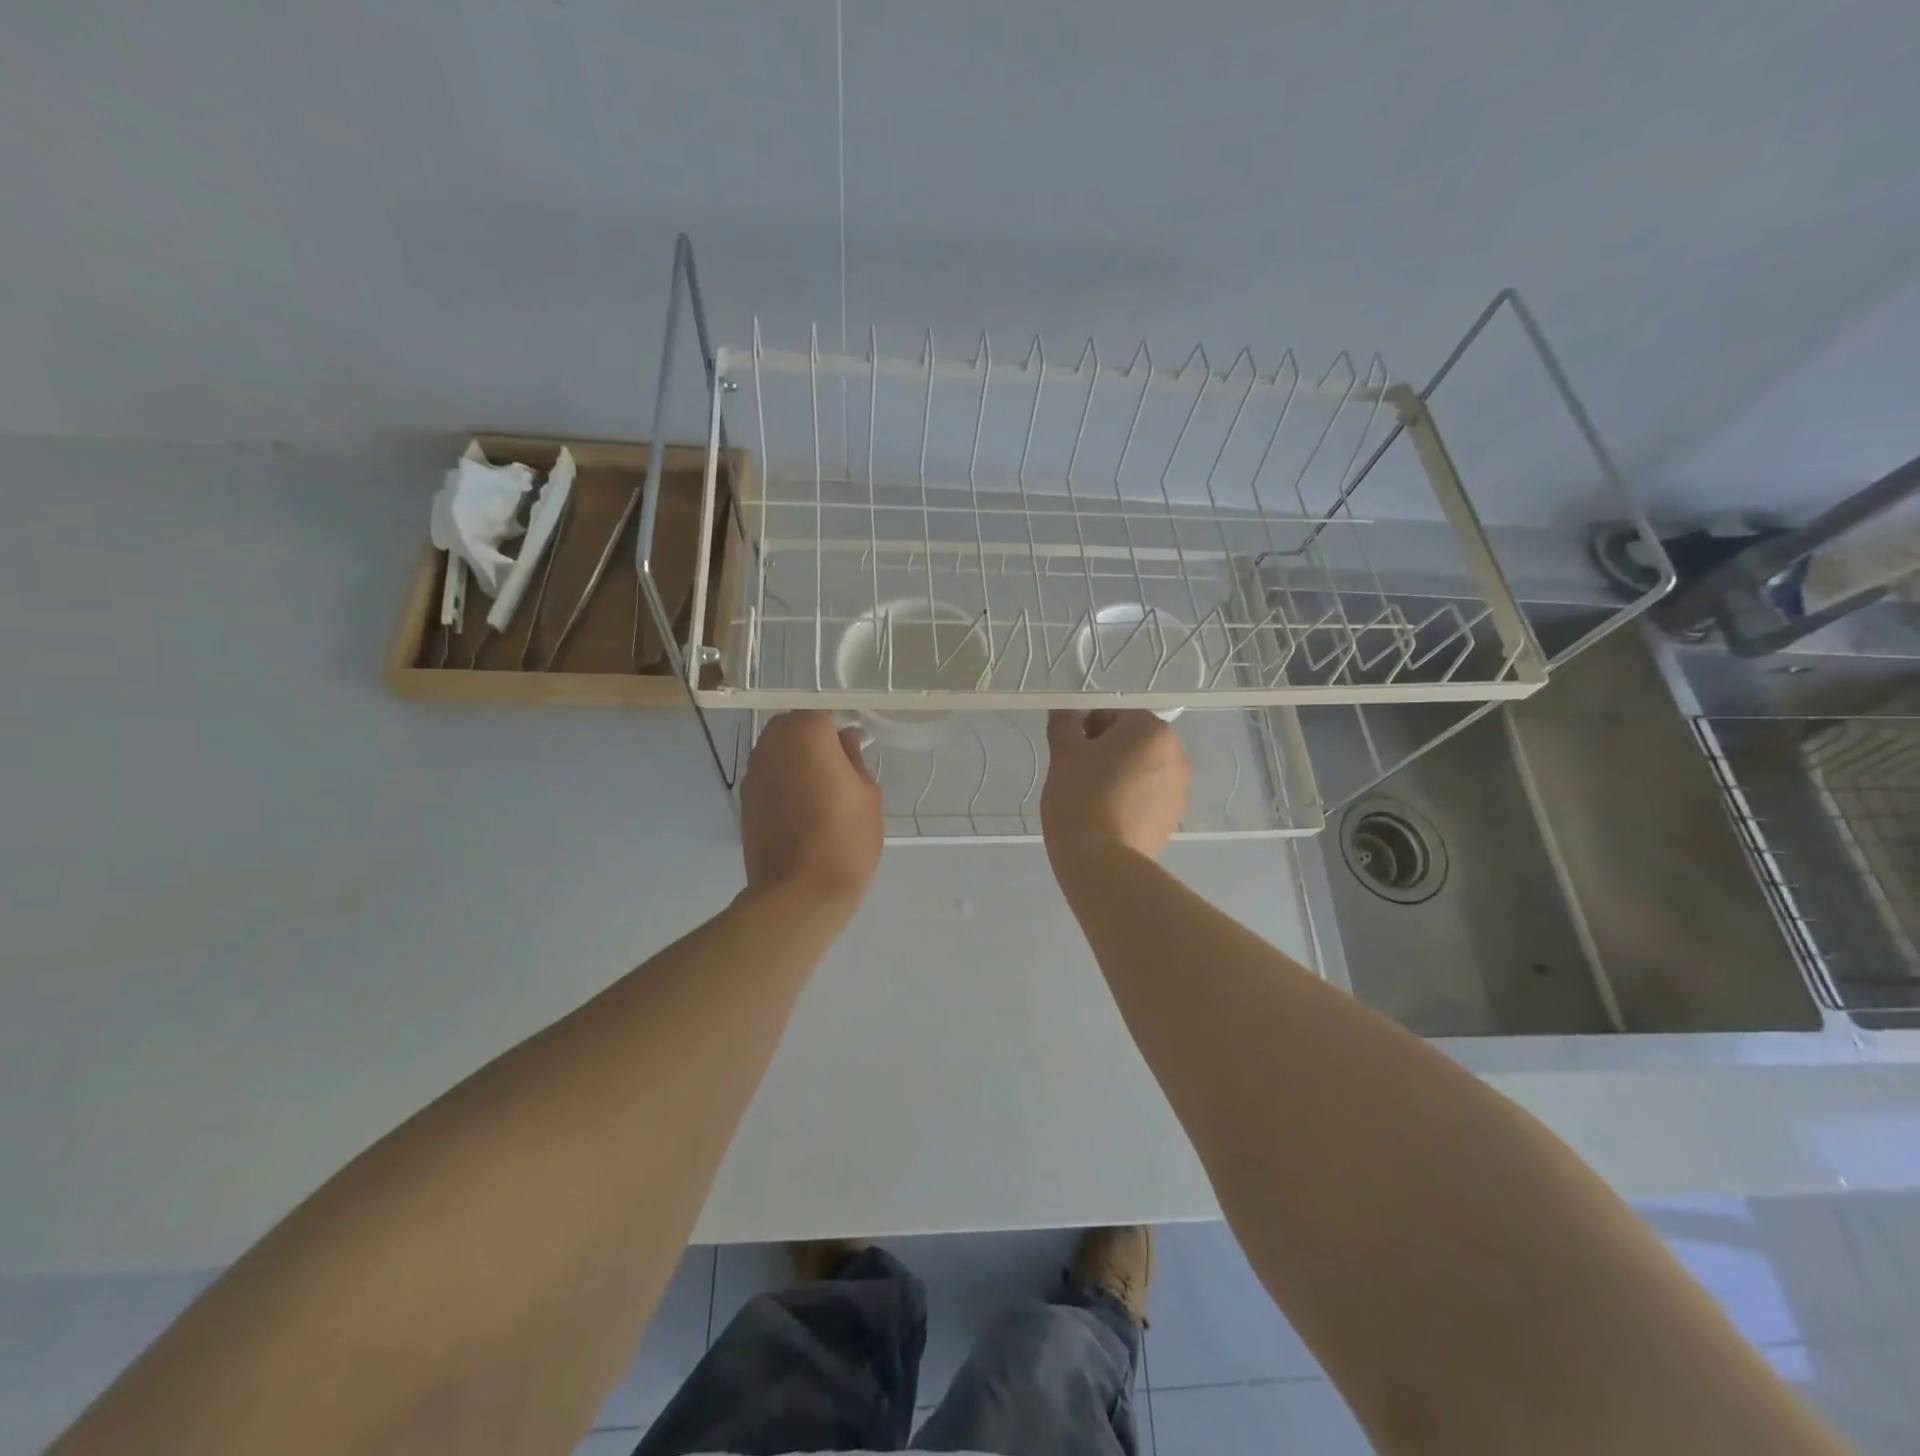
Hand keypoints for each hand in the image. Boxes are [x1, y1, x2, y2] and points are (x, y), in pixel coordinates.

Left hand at [740, 710, 883, 912]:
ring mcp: (754, 773)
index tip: (850, 740)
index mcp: (807, 735)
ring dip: (794, 756)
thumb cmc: (846, 839)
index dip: (834, 722)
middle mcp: (773, 746)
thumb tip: (845, 738)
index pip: (818, 710)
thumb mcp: (867, 795)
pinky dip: (781, 779)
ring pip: (774, 749)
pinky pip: (766, 775)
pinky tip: (800, 804)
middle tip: (836, 760)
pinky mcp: (745, 800)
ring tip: (818, 783)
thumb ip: (854, 758)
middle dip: (811, 735)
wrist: (800, 892)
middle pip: (789, 725)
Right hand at [1041, 710, 1190, 871]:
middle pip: (1132, 739)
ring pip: (1141, 767)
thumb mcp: (1064, 754)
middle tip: (1079, 773)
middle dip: (1106, 749)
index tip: (1071, 752)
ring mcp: (1179, 788)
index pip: (1114, 713)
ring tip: (1092, 798)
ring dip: (1119, 773)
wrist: (1103, 864)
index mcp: (1152, 730)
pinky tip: (1108, 816)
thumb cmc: (1081, 798)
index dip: (1087, 727)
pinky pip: (1148, 795)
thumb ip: (1064, 724)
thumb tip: (1065, 711)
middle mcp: (1176, 754)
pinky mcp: (1173, 817)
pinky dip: (1129, 797)